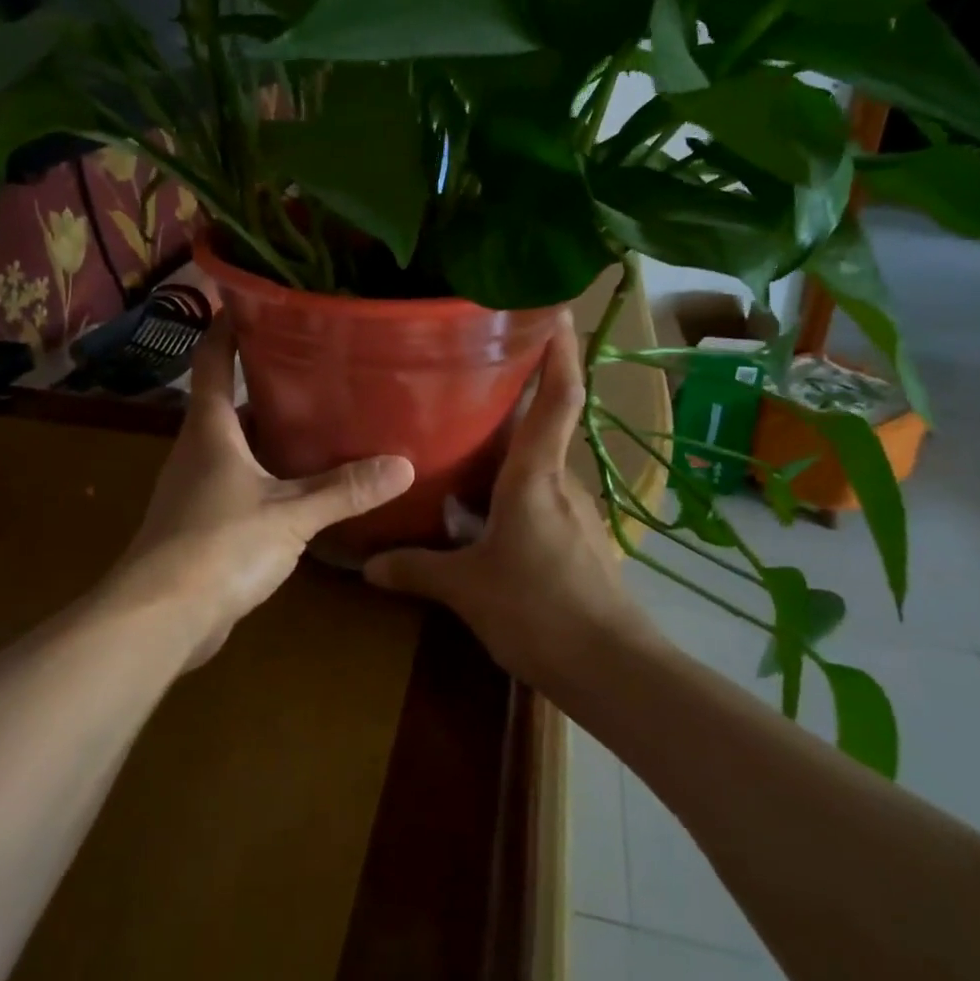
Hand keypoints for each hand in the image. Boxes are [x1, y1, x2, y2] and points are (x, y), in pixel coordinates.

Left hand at [114, 317, 413, 664]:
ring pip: (235, 443)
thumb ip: (345, 489)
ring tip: (318, 419)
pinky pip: (237, 480)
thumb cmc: (219, 546)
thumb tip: (403, 465)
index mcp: (210, 429)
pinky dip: (265, 472)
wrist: (160, 618)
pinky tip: (299, 484)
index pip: (212, 359)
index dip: (227, 326)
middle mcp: (197, 449)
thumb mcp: (291, 515)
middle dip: (265, 380)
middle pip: (228, 400)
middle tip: (314, 364)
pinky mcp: (200, 522)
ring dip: (269, 430)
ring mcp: (195, 487)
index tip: (252, 298)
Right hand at [363, 315, 648, 688]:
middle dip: (515, 397)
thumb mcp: (467, 590)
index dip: (560, 352)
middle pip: (542, 426)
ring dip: (509, 449)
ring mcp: (575, 513)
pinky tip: (484, 508)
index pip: (557, 399)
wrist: (612, 669)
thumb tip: (368, 564)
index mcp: (535, 476)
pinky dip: (514, 489)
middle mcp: (560, 483)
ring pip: (539, 466)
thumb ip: (418, 570)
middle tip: (470, 375)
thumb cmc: (539, 609)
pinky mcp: (578, 541)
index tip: (557, 311)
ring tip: (464, 439)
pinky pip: (541, 498)